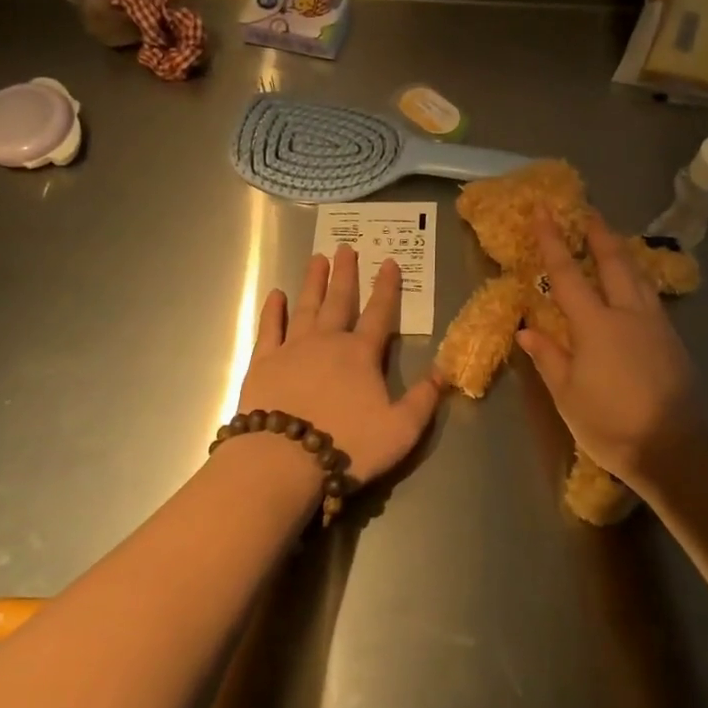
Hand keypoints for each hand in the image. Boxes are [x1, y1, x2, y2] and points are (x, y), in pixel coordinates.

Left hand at [235, 246, 442, 486]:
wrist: (284, 459)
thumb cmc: (347, 445)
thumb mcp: (401, 430)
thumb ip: (423, 400)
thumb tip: (444, 371)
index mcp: (361, 354)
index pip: (380, 313)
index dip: (387, 287)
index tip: (389, 262)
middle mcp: (327, 341)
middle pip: (339, 301)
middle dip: (346, 274)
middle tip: (346, 248)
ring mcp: (292, 348)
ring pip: (305, 306)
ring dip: (313, 282)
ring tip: (317, 258)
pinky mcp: (263, 363)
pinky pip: (269, 328)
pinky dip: (272, 310)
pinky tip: (275, 294)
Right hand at [517, 211, 705, 486]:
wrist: (674, 449)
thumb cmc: (610, 423)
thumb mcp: (568, 395)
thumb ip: (549, 357)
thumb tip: (528, 329)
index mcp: (596, 325)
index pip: (568, 274)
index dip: (553, 241)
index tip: (544, 211)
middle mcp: (628, 314)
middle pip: (613, 262)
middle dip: (598, 234)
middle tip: (587, 212)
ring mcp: (655, 324)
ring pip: (637, 275)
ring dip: (621, 253)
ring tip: (610, 239)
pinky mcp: (672, 339)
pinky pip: (649, 296)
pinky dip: (636, 278)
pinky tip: (631, 284)